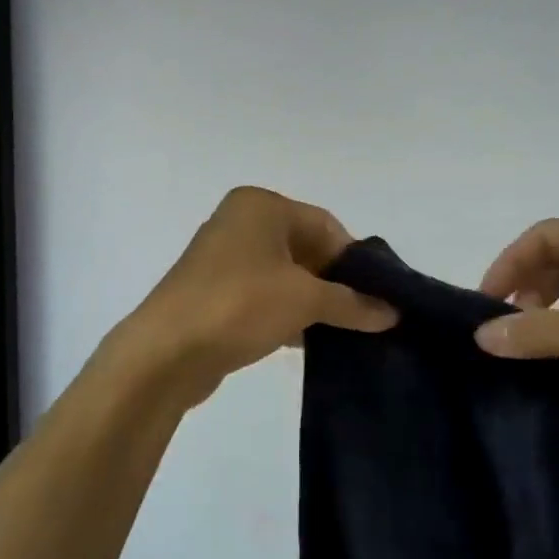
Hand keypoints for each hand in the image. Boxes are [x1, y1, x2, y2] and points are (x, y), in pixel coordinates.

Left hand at [106, 187, 396, 408]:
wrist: (165, 352)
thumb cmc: (239, 305)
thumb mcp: (305, 299)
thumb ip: (352, 303)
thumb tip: (392, 312)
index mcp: (260, 205)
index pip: (325, 225)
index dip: (354, 260)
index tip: (376, 296)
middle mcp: (240, 222)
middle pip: (305, 248)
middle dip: (334, 282)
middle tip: (362, 316)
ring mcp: (223, 258)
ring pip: (284, 275)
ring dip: (311, 301)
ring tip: (341, 332)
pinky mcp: (213, 292)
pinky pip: (262, 296)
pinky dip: (286, 313)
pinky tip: (305, 342)